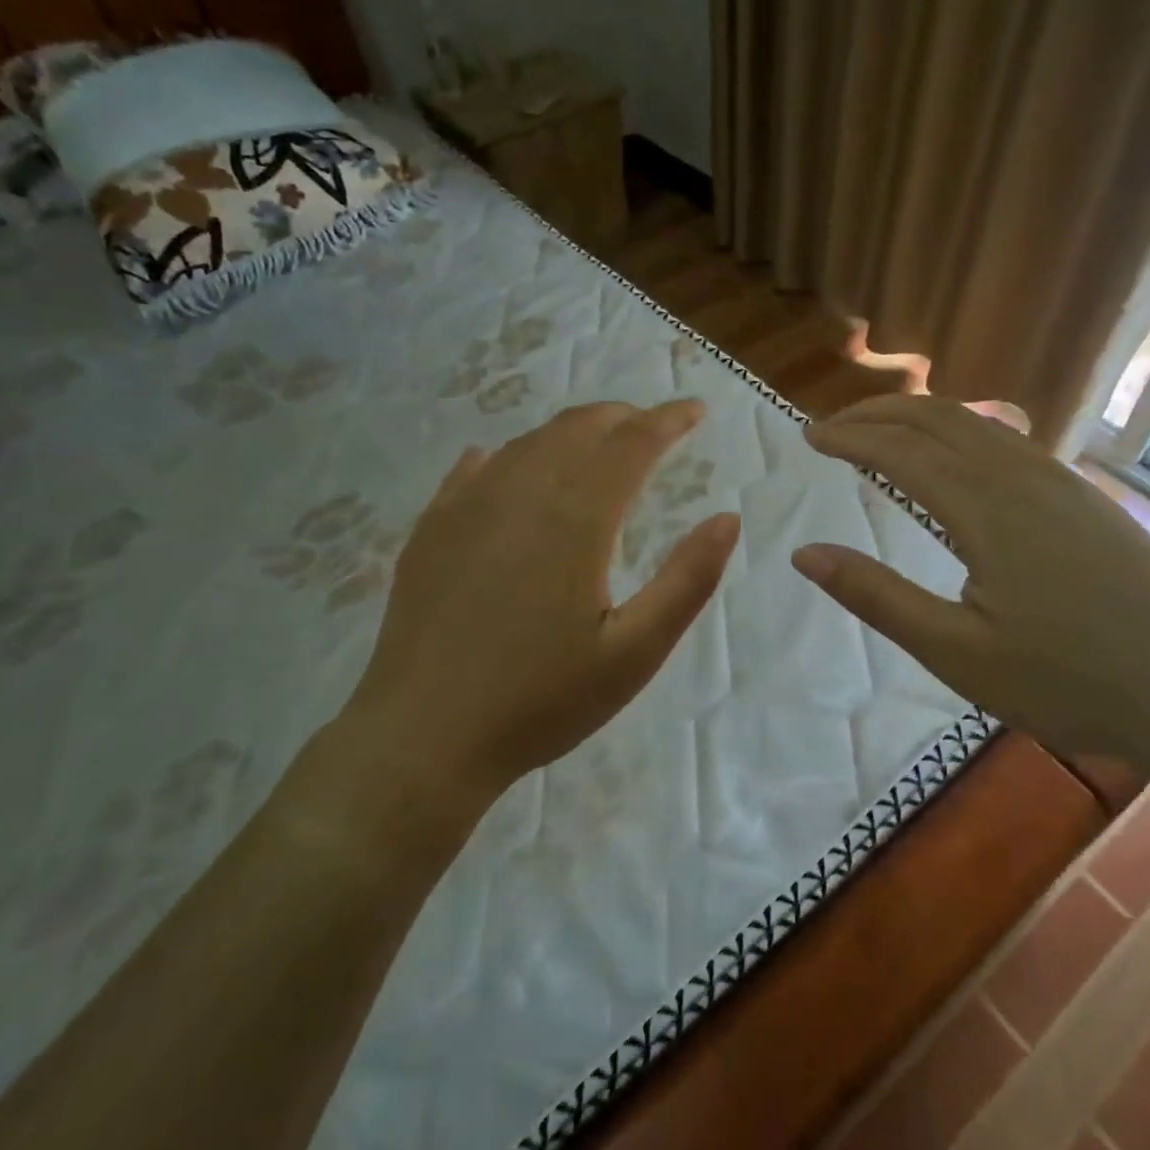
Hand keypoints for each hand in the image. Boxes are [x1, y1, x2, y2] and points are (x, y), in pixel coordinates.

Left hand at [303, 400, 739, 843]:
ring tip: (597, 442)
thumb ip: (687, 580)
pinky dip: (508, 455)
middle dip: (622, 416)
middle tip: (653, 424)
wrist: (422, 739)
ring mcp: (466, 507)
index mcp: (575, 519)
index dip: (668, 420)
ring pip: (528, 442)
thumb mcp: (633, 652)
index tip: (696, 410)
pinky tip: (507, 463)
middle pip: (578, 428)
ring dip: (571, 431)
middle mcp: (520, 493)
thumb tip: (727, 518)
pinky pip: (474, 469)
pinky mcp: (431, 529)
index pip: (631, 444)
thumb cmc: (540, 701)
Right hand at [792, 395, 1149, 770]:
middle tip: (834, 425)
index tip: (809, 438)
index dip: (850, 438)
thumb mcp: (954, 652)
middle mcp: (1022, 477)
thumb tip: (804, 554)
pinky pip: (1010, 441)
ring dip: (920, 416)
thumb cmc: (1066, 682)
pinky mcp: (1085, 497)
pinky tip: (957, 454)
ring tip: (882, 431)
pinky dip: (962, 431)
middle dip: (879, 411)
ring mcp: (1061, 482)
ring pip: (978, 422)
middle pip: (938, 417)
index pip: (900, 451)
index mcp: (986, 510)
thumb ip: (876, 596)